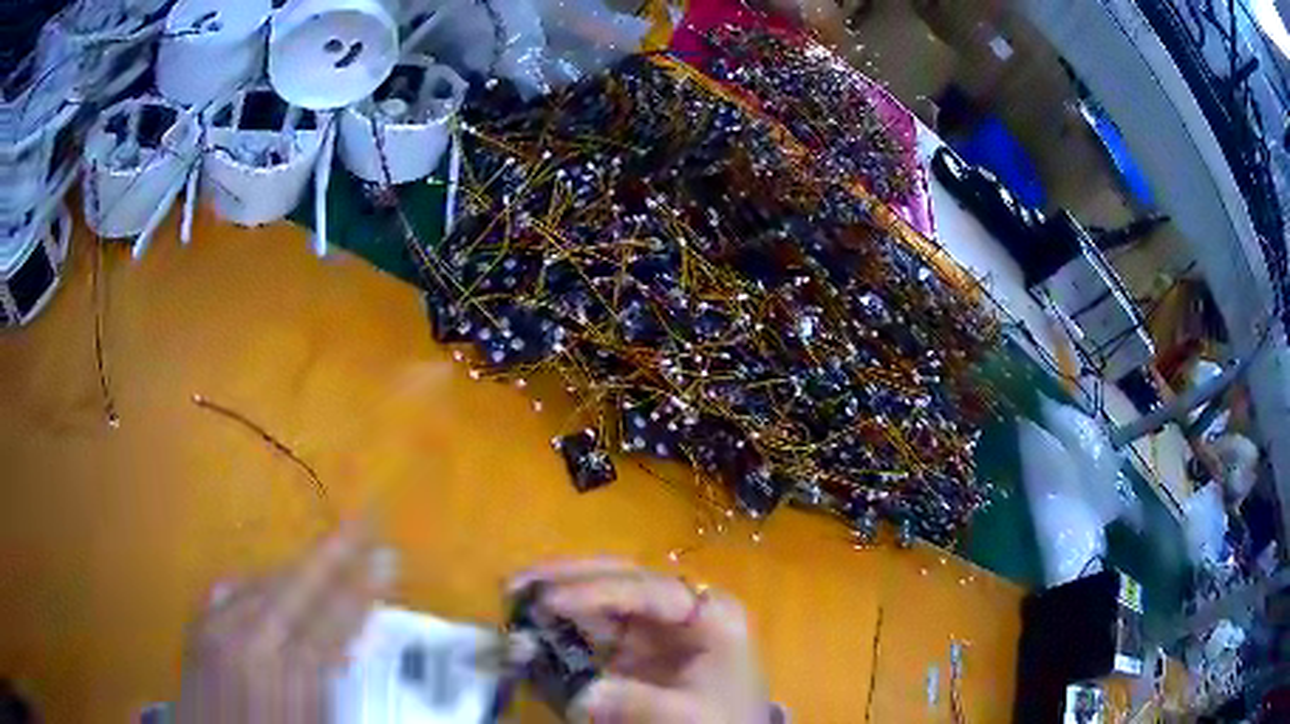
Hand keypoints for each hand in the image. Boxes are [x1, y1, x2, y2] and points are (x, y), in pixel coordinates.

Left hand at [178, 520, 394, 722]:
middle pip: (295, 590)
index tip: (384, 561)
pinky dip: (261, 580)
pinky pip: (234, 590)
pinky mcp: (198, 629)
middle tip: (364, 523)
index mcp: (282, 675)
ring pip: (265, 584)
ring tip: (331, 547)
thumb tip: (354, 641)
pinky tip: (273, 574)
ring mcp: (216, 630)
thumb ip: (326, 682)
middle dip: (332, 556)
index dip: (358, 591)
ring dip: (300, 565)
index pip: (329, 623)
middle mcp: (246, 643)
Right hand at [511, 560, 768, 722]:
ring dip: (557, 595)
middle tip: (515, 585)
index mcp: (710, 613)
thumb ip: (636, 702)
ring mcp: (656, 622)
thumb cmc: (725, 719)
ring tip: (513, 597)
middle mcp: (680, 606)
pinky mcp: (635, 641)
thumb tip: (579, 694)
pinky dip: (561, 623)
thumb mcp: (691, 715)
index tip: (549, 601)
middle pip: (621, 579)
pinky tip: (533, 623)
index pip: (649, 590)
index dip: (596, 591)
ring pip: (600, 596)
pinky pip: (593, 624)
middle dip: (567, 578)